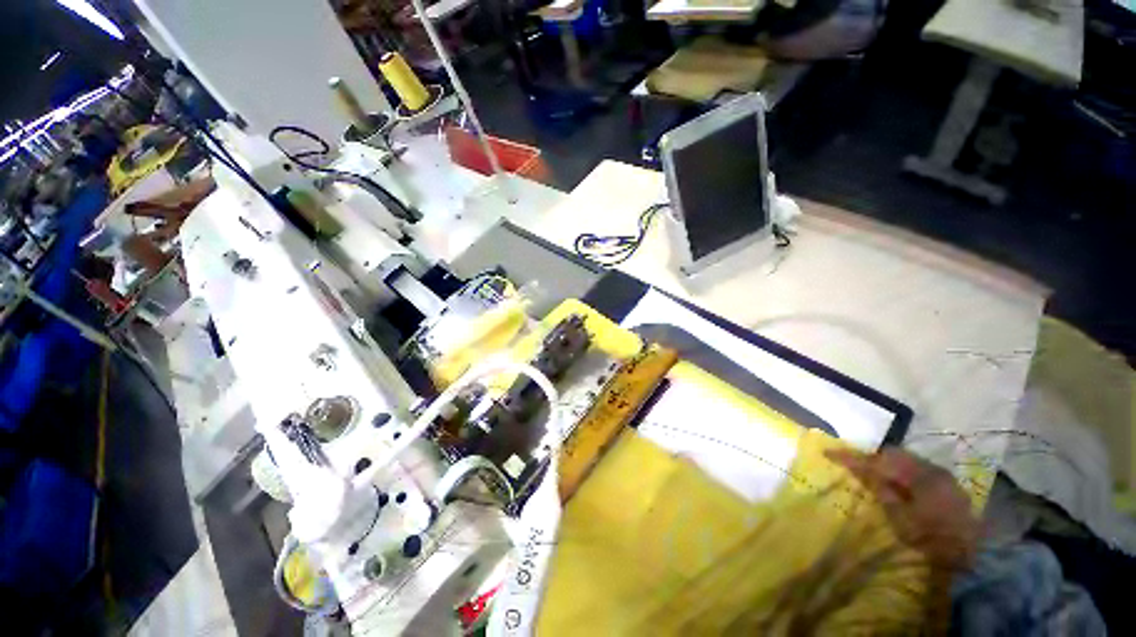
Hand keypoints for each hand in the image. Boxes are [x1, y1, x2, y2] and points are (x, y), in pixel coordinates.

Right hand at [825, 447, 978, 570]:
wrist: (976, 558)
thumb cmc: (933, 540)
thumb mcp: (901, 521)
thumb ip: (882, 492)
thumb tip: (863, 472)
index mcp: (918, 476)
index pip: (877, 460)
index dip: (852, 457)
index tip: (828, 453)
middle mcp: (931, 469)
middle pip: (893, 454)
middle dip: (871, 458)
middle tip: (854, 467)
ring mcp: (941, 475)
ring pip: (905, 459)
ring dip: (887, 464)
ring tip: (874, 476)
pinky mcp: (947, 484)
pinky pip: (916, 468)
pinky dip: (901, 471)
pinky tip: (898, 484)